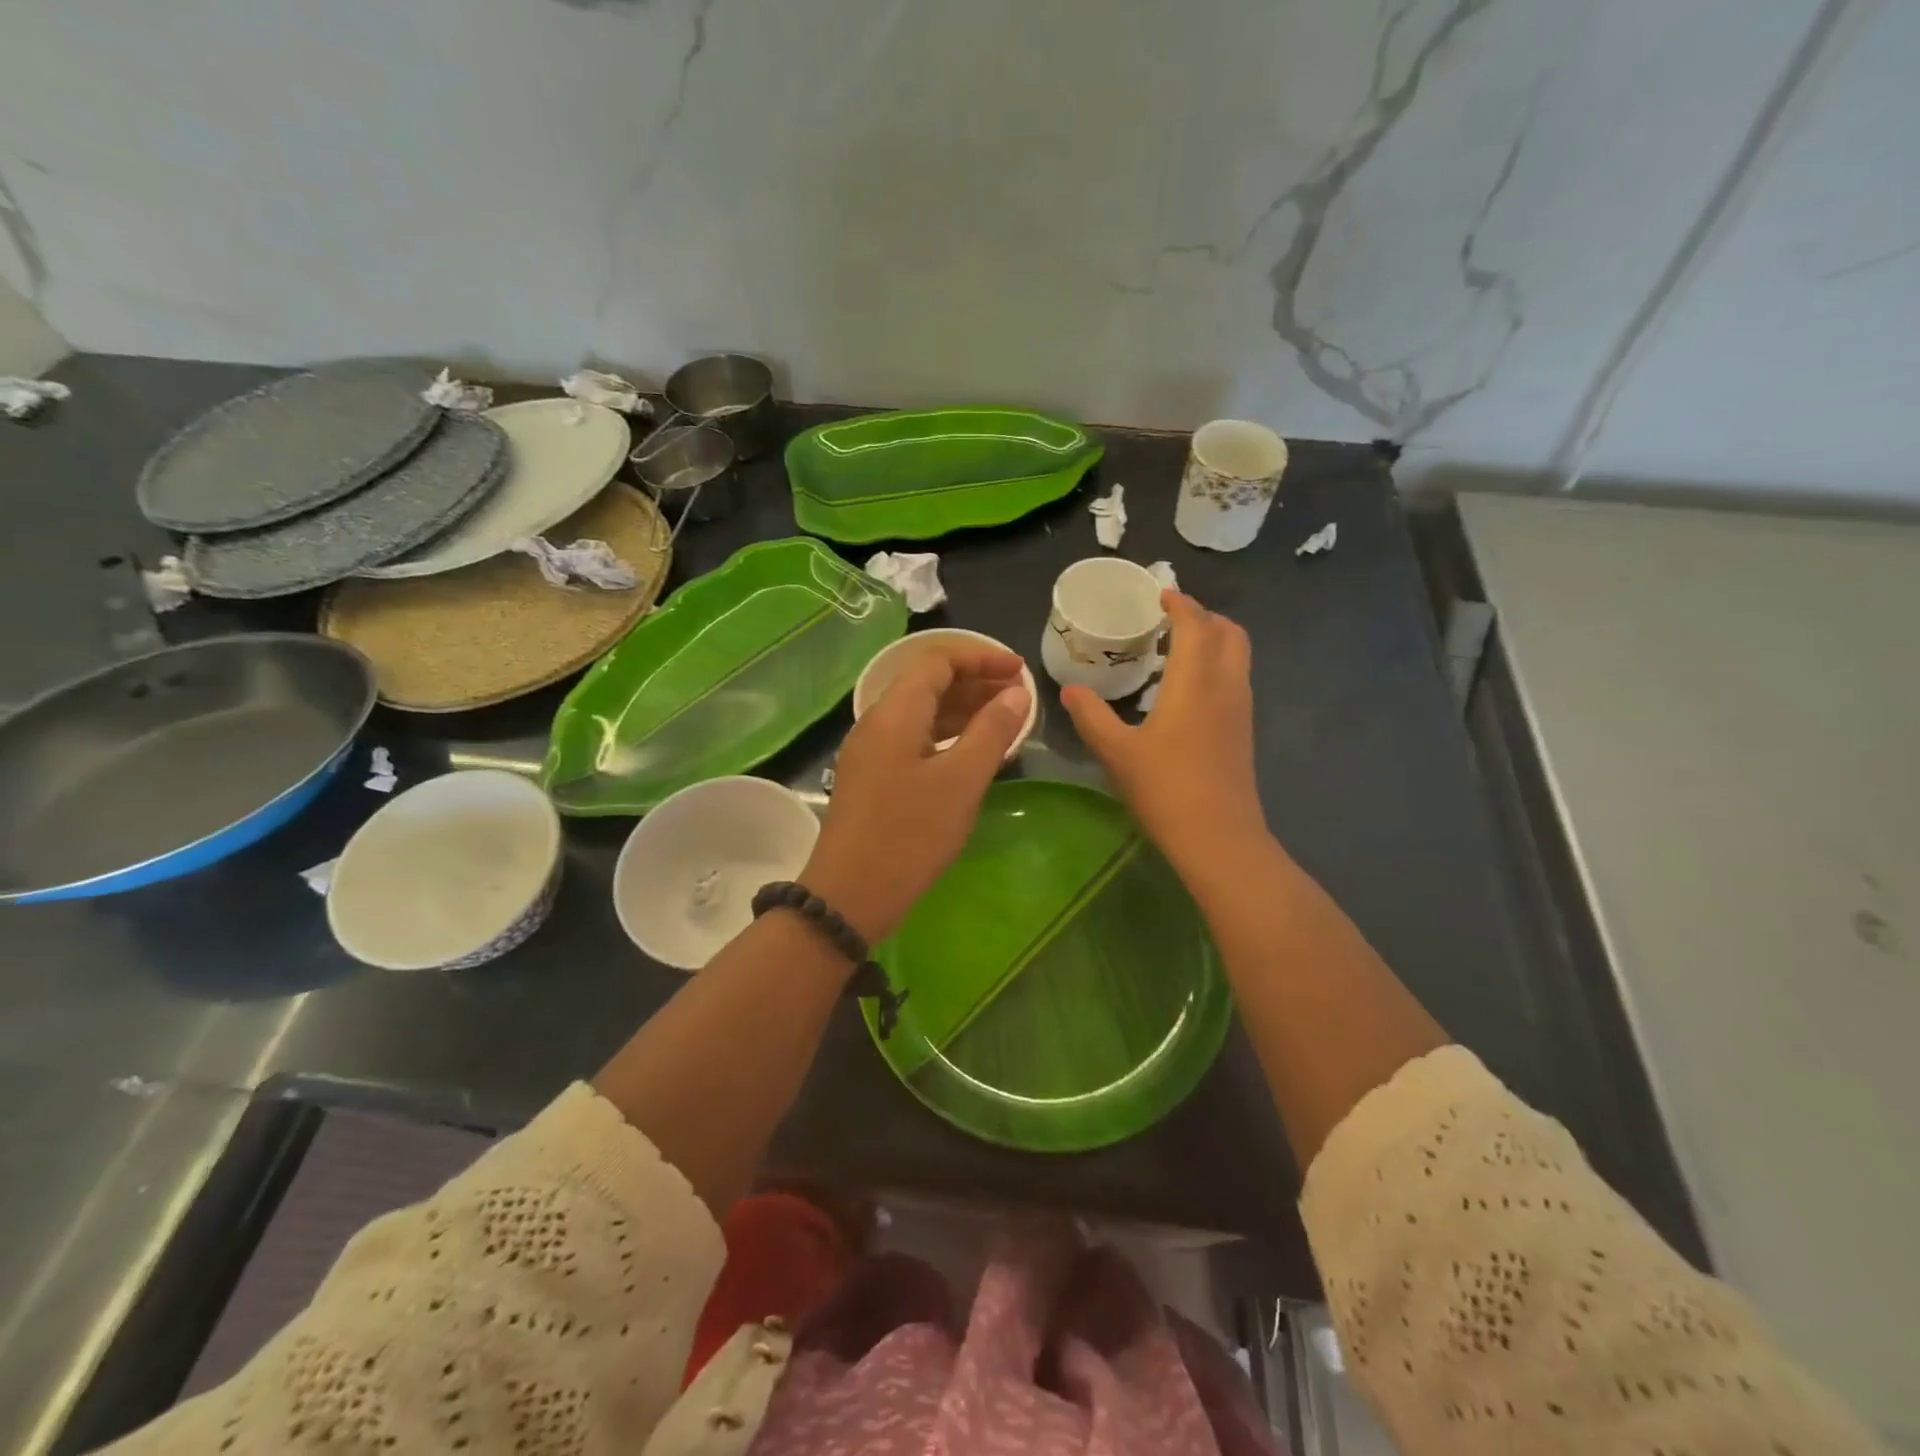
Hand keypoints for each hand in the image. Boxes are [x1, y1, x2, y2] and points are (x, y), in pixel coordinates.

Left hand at [803, 646, 1029, 943]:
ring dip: (962, 710)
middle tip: (1018, 697)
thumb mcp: (962, 780)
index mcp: (895, 711)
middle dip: (975, 682)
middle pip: (928, 683)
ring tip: (1004, 722)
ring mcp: (871, 750)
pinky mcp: (872, 777)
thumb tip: (1016, 692)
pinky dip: (946, 737)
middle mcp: (877, 721)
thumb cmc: (911, 834)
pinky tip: (972, 754)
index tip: (1020, 671)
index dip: (981, 657)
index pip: (938, 660)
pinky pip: (914, 739)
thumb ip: (992, 730)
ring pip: (921, 713)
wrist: (850, 895)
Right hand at [1061, 590, 1268, 879]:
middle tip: (1172, 619)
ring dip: (1214, 641)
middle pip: (1230, 633)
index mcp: (1196, 682)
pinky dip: (1216, 666)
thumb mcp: (1116, 752)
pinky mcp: (1243, 732)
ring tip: (1177, 649)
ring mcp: (1240, 710)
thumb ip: (1091, 716)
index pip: (1196, 625)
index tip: (1161, 594)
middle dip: (1205, 617)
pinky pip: (1235, 679)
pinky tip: (1187, 690)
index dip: (1181, 604)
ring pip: (1238, 657)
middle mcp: (1226, 686)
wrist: (1218, 838)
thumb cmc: (1165, 789)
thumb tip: (1070, 689)